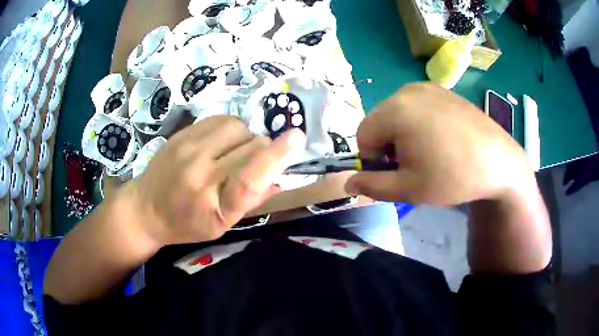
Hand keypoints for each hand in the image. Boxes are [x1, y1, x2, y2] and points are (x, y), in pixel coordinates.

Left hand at [131, 116, 305, 244]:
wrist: (145, 208)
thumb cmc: (184, 224)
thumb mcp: (219, 226)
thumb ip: (250, 201)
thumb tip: (279, 178)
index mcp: (213, 204)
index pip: (250, 177)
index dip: (276, 156)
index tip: (296, 138)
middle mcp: (201, 172)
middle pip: (251, 145)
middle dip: (264, 151)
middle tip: (255, 163)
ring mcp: (189, 148)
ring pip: (239, 127)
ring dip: (247, 138)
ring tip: (236, 152)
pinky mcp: (183, 133)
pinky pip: (221, 119)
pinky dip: (231, 129)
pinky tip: (222, 142)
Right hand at [345, 83, 535, 204]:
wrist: (499, 163)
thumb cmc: (453, 177)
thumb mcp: (409, 189)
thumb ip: (372, 185)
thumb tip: (348, 182)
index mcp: (395, 110)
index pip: (363, 135)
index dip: (374, 159)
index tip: (397, 173)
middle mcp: (407, 90)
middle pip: (380, 121)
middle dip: (389, 145)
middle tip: (414, 165)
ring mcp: (428, 86)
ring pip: (398, 112)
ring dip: (403, 134)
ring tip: (429, 152)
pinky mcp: (444, 90)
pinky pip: (418, 105)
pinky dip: (419, 122)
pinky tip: (442, 138)